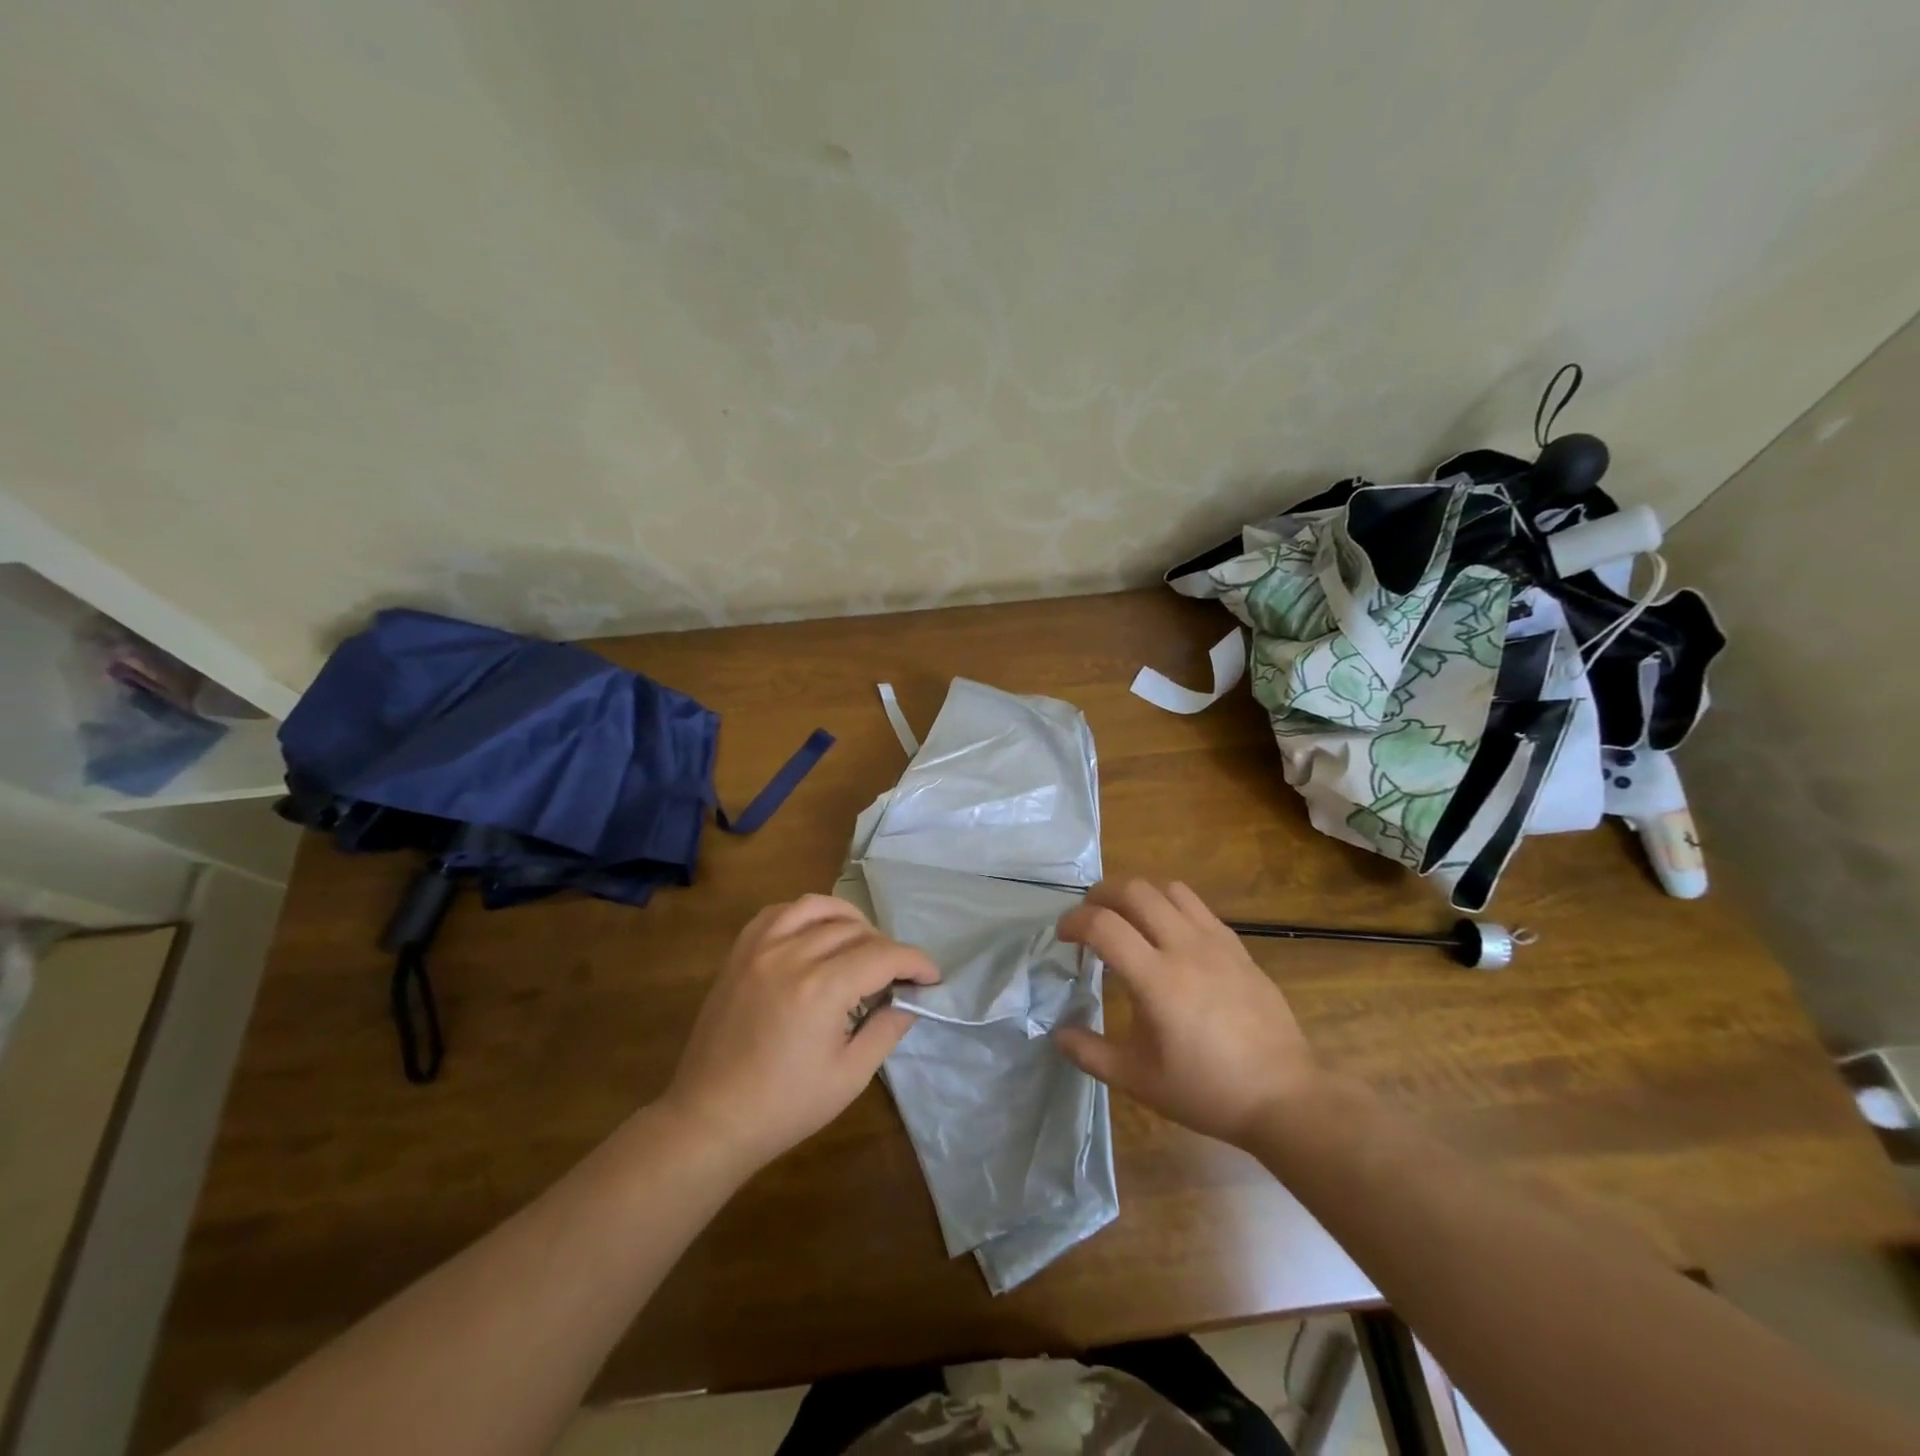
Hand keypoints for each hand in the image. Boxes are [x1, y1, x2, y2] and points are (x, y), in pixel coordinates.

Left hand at [658, 894, 938, 1173]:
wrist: (709, 1119)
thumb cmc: (784, 1107)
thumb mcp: (850, 1076)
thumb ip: (886, 1029)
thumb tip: (911, 1000)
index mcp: (821, 989)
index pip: (883, 955)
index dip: (915, 962)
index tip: (931, 977)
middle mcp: (791, 955)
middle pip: (854, 930)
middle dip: (886, 947)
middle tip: (897, 975)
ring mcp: (760, 949)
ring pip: (817, 907)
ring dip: (848, 919)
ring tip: (862, 942)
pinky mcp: (739, 953)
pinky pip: (778, 912)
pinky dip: (805, 914)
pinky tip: (815, 934)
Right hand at [1053, 878, 1318, 1147]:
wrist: (1283, 1097)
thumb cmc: (1206, 1091)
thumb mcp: (1138, 1080)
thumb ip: (1090, 1053)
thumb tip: (1057, 1032)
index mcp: (1157, 979)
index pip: (1103, 925)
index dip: (1073, 921)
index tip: (1063, 936)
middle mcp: (1185, 947)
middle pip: (1134, 890)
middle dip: (1101, 894)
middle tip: (1088, 917)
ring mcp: (1216, 942)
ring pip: (1168, 888)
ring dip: (1138, 894)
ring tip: (1126, 919)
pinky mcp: (1238, 946)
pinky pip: (1197, 906)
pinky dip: (1170, 906)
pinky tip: (1167, 936)